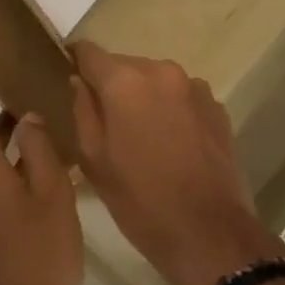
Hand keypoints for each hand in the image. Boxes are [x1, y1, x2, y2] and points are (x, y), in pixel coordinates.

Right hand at [70, 43, 284, 284]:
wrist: (208, 232)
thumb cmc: (139, 200)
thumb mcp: (94, 160)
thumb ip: (83, 111)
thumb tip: (78, 82)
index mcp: (126, 81)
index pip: (90, 52)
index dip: (76, 61)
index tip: (68, 75)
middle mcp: (163, 72)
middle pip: (126, 66)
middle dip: (112, 86)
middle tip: (103, 121)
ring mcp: (195, 88)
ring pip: (156, 82)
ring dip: (143, 99)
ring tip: (138, 137)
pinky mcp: (217, 108)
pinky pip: (181, 99)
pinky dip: (170, 111)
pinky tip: (169, 145)